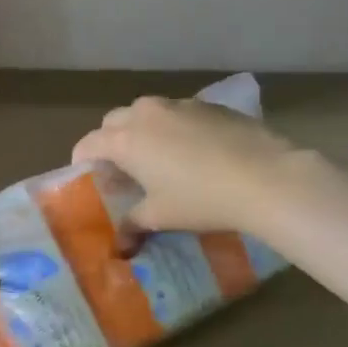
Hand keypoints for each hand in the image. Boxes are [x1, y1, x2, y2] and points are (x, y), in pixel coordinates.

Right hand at [72, 96, 316, 235]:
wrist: (265, 177)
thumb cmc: (200, 199)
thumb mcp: (160, 216)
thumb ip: (133, 223)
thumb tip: (120, 242)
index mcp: (125, 140)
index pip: (88, 144)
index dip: (83, 162)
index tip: (90, 179)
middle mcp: (145, 114)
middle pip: (113, 121)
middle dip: (110, 142)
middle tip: (122, 170)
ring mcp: (179, 104)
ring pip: (146, 112)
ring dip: (142, 131)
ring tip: (157, 158)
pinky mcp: (209, 104)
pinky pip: (177, 112)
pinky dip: (173, 127)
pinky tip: (193, 151)